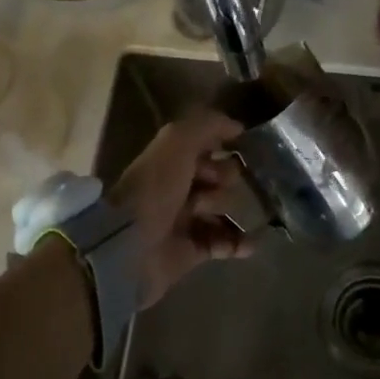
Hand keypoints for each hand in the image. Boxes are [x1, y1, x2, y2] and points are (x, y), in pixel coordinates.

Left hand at [107, 110, 252, 306]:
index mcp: (170, 160)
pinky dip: (238, 243)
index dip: (221, 146)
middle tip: (220, 186)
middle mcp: (176, 188)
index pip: (203, 146)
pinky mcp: (189, 252)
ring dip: (235, 210)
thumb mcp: (178, 143)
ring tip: (236, 214)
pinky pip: (222, 244)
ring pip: (221, 210)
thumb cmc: (155, 188)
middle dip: (226, 178)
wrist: (130, 244)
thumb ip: (207, 126)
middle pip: (216, 178)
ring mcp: (183, 220)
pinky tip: (249, 243)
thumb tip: (238, 126)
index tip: (240, 149)